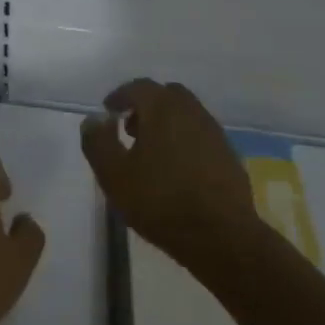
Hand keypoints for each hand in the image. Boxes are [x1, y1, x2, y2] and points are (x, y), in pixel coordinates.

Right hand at [81, 79, 261, 265]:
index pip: (138, 87)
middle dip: (145, 106)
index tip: (108, 112)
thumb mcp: (113, 174)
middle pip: (166, 95)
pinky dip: (184, 140)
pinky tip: (176, 169)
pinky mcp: (229, 156)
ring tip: (150, 152)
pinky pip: (200, 136)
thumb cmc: (160, 201)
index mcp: (163, 109)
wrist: (222, 237)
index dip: (120, 96)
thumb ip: (98, 141)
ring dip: (166, 123)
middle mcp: (192, 112)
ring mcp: (214, 133)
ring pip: (186, 115)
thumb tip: (95, 119)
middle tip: (129, 129)